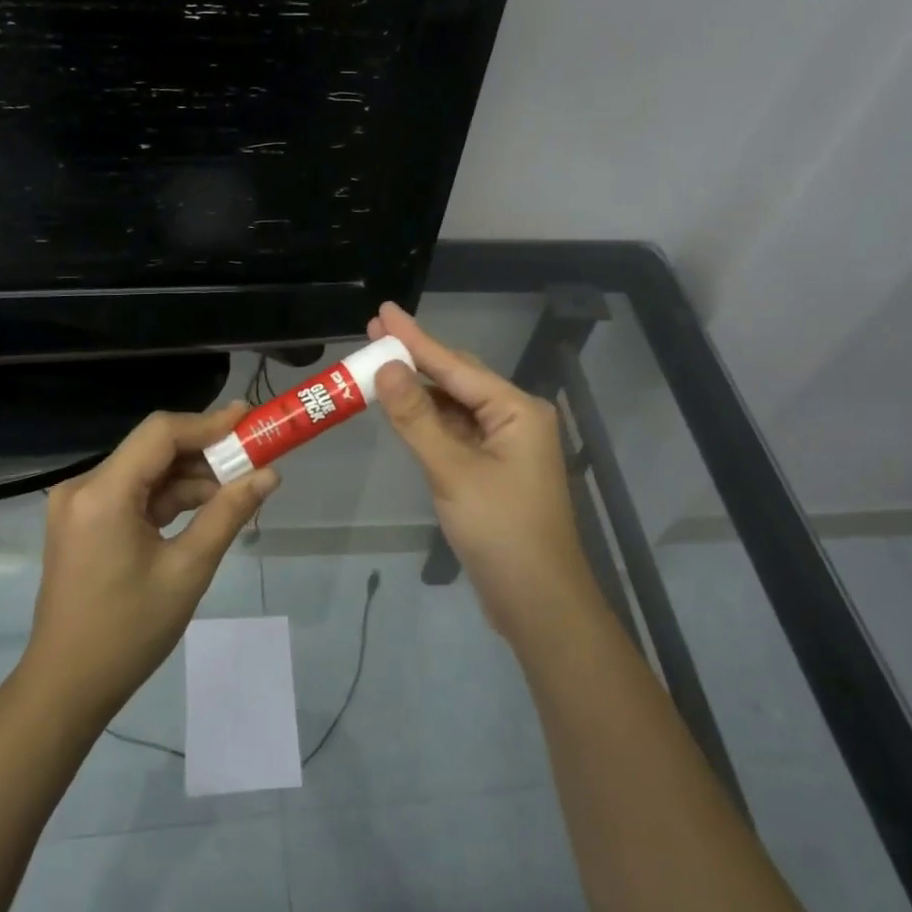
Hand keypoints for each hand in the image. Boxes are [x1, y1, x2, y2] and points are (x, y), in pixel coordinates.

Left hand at [23, 404, 280, 721]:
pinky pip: (132, 494)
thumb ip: (228, 514)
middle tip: (253, 458)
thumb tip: (269, 475)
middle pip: (152, 449)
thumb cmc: (129, 632)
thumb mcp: (188, 570)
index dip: (209, 422)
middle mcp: (83, 487)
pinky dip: (168, 498)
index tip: (251, 419)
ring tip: (237, 488)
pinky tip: (205, 507)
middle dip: (205, 452)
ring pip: (145, 472)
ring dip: (189, 477)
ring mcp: (79, 505)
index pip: (160, 433)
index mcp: (103, 493)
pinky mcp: (83, 522)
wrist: (67, 686)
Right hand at [369, 302, 600, 649]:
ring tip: (379, 368)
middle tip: (373, 335)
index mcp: (516, 410)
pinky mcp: (494, 469)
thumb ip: (417, 418)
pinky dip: (430, 421)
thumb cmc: (500, 531)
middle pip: (458, 378)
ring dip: (419, 391)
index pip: (454, 365)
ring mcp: (506, 445)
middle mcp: (515, 418)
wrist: (538, 600)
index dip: (415, 338)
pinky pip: (457, 432)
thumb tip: (387, 368)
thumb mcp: (452, 470)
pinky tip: (404, 411)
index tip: (383, 311)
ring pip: (456, 406)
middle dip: (416, 358)